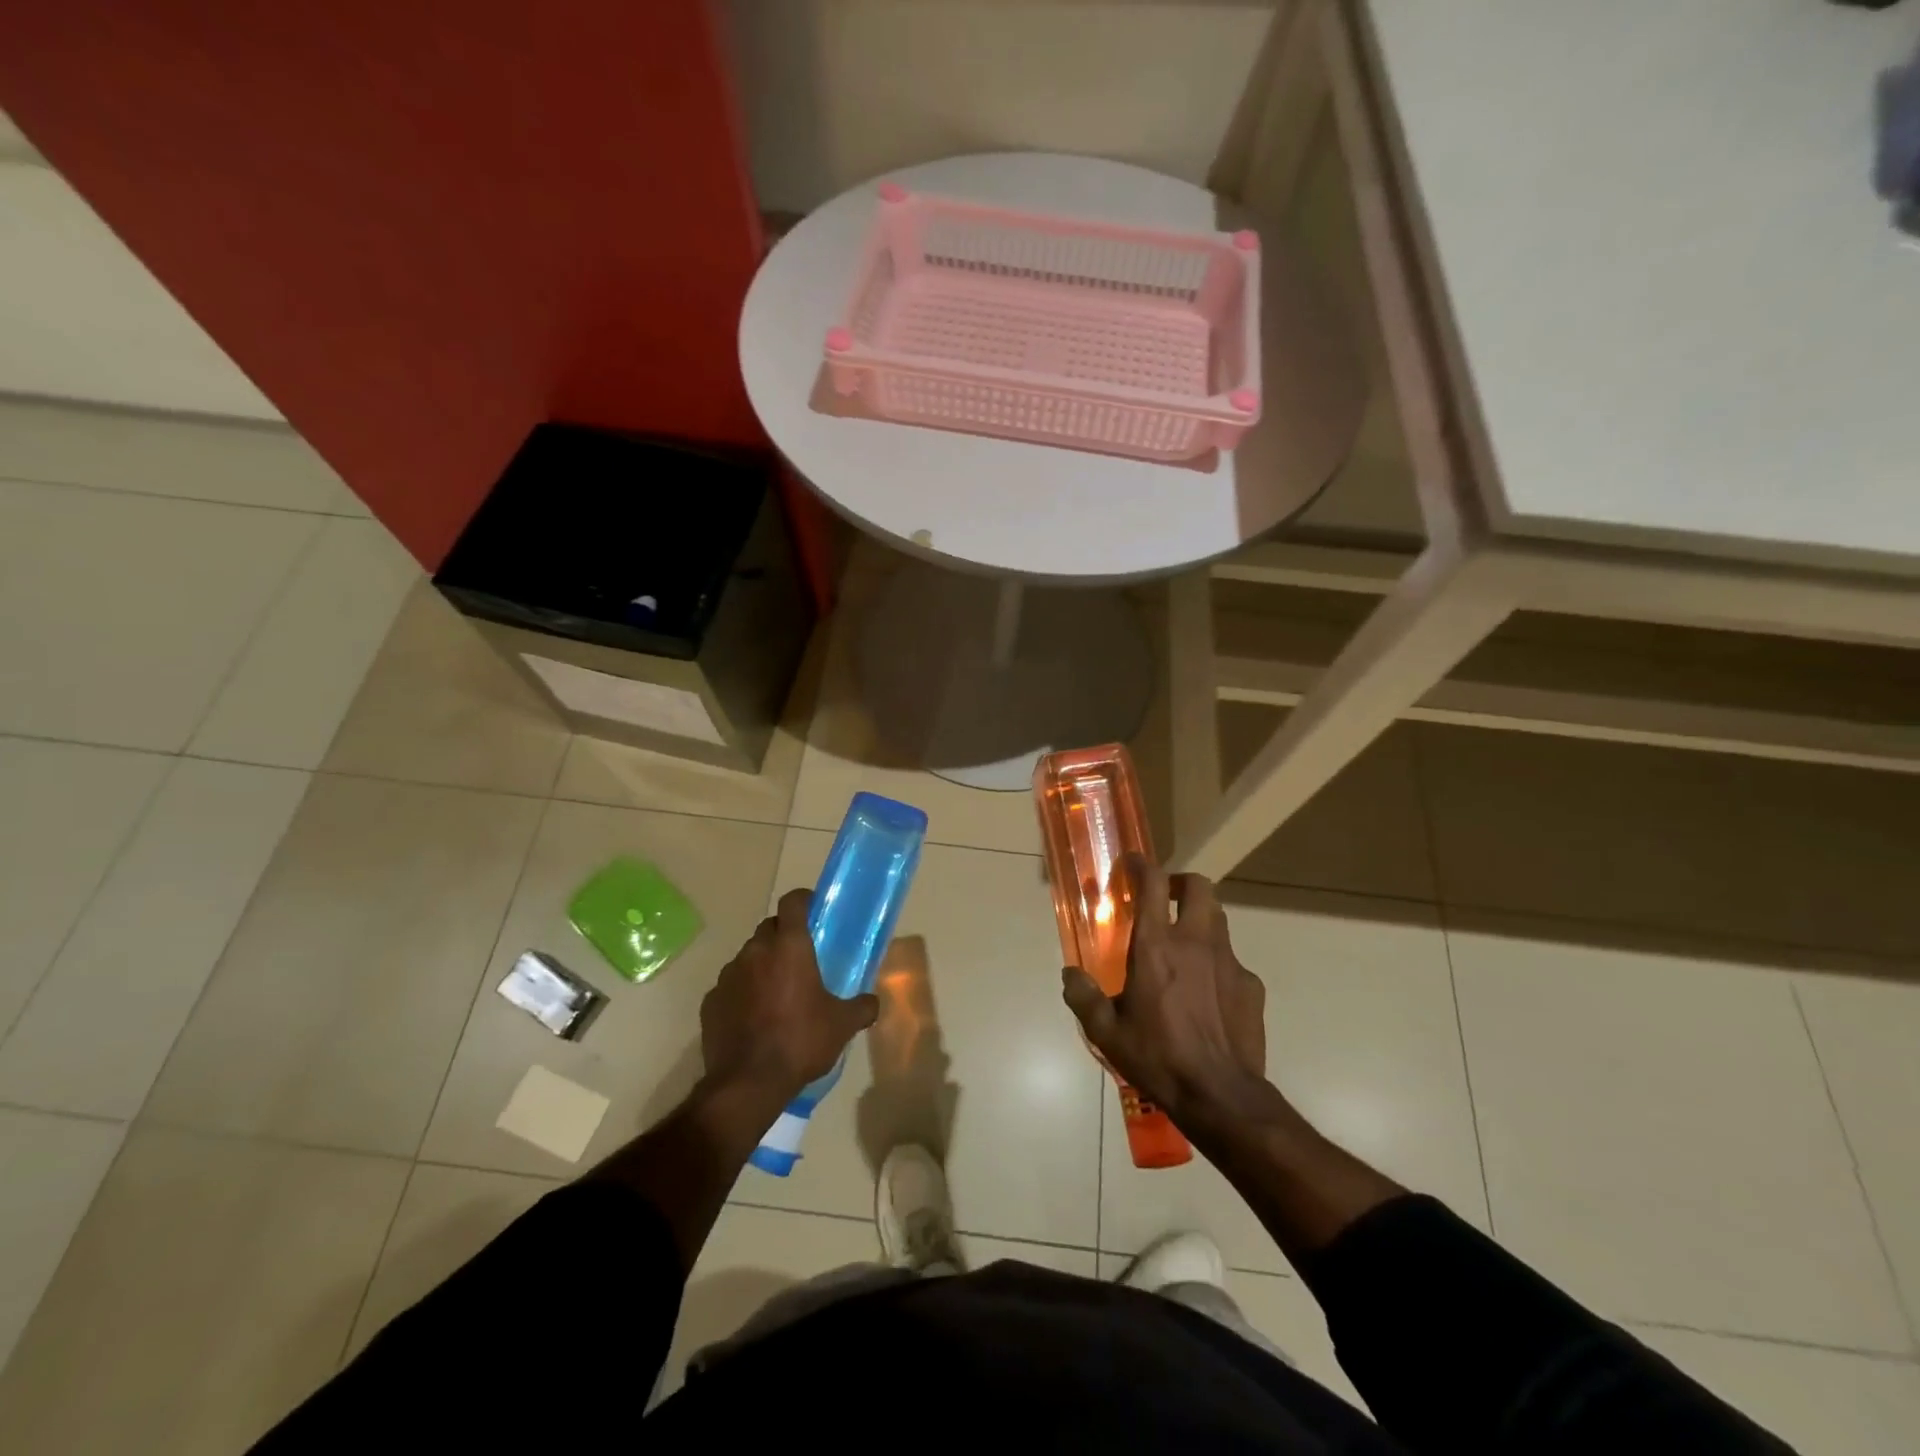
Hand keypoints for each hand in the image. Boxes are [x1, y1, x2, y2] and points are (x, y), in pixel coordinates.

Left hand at [700, 887, 877, 1106]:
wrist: (748, 1083)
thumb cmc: (801, 1041)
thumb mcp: (842, 1025)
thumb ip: (862, 1007)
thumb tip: (872, 1002)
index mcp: (789, 946)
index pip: (792, 902)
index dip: (804, 901)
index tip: (815, 911)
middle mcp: (755, 951)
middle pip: (769, 928)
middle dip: (784, 936)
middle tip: (801, 959)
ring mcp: (728, 975)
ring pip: (748, 956)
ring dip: (762, 965)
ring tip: (777, 992)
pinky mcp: (711, 1000)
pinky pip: (731, 985)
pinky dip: (743, 992)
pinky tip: (754, 1016)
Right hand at [1062, 855, 1267, 1127]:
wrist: (1220, 1096)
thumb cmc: (1158, 1058)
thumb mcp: (1106, 1032)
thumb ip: (1084, 997)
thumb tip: (1070, 975)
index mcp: (1156, 947)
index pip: (1153, 884)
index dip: (1142, 865)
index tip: (1132, 863)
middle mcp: (1195, 942)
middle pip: (1199, 887)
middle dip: (1181, 883)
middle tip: (1164, 899)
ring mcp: (1229, 962)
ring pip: (1218, 920)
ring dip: (1199, 920)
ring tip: (1183, 946)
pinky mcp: (1251, 986)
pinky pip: (1232, 962)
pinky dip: (1217, 965)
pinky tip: (1208, 995)